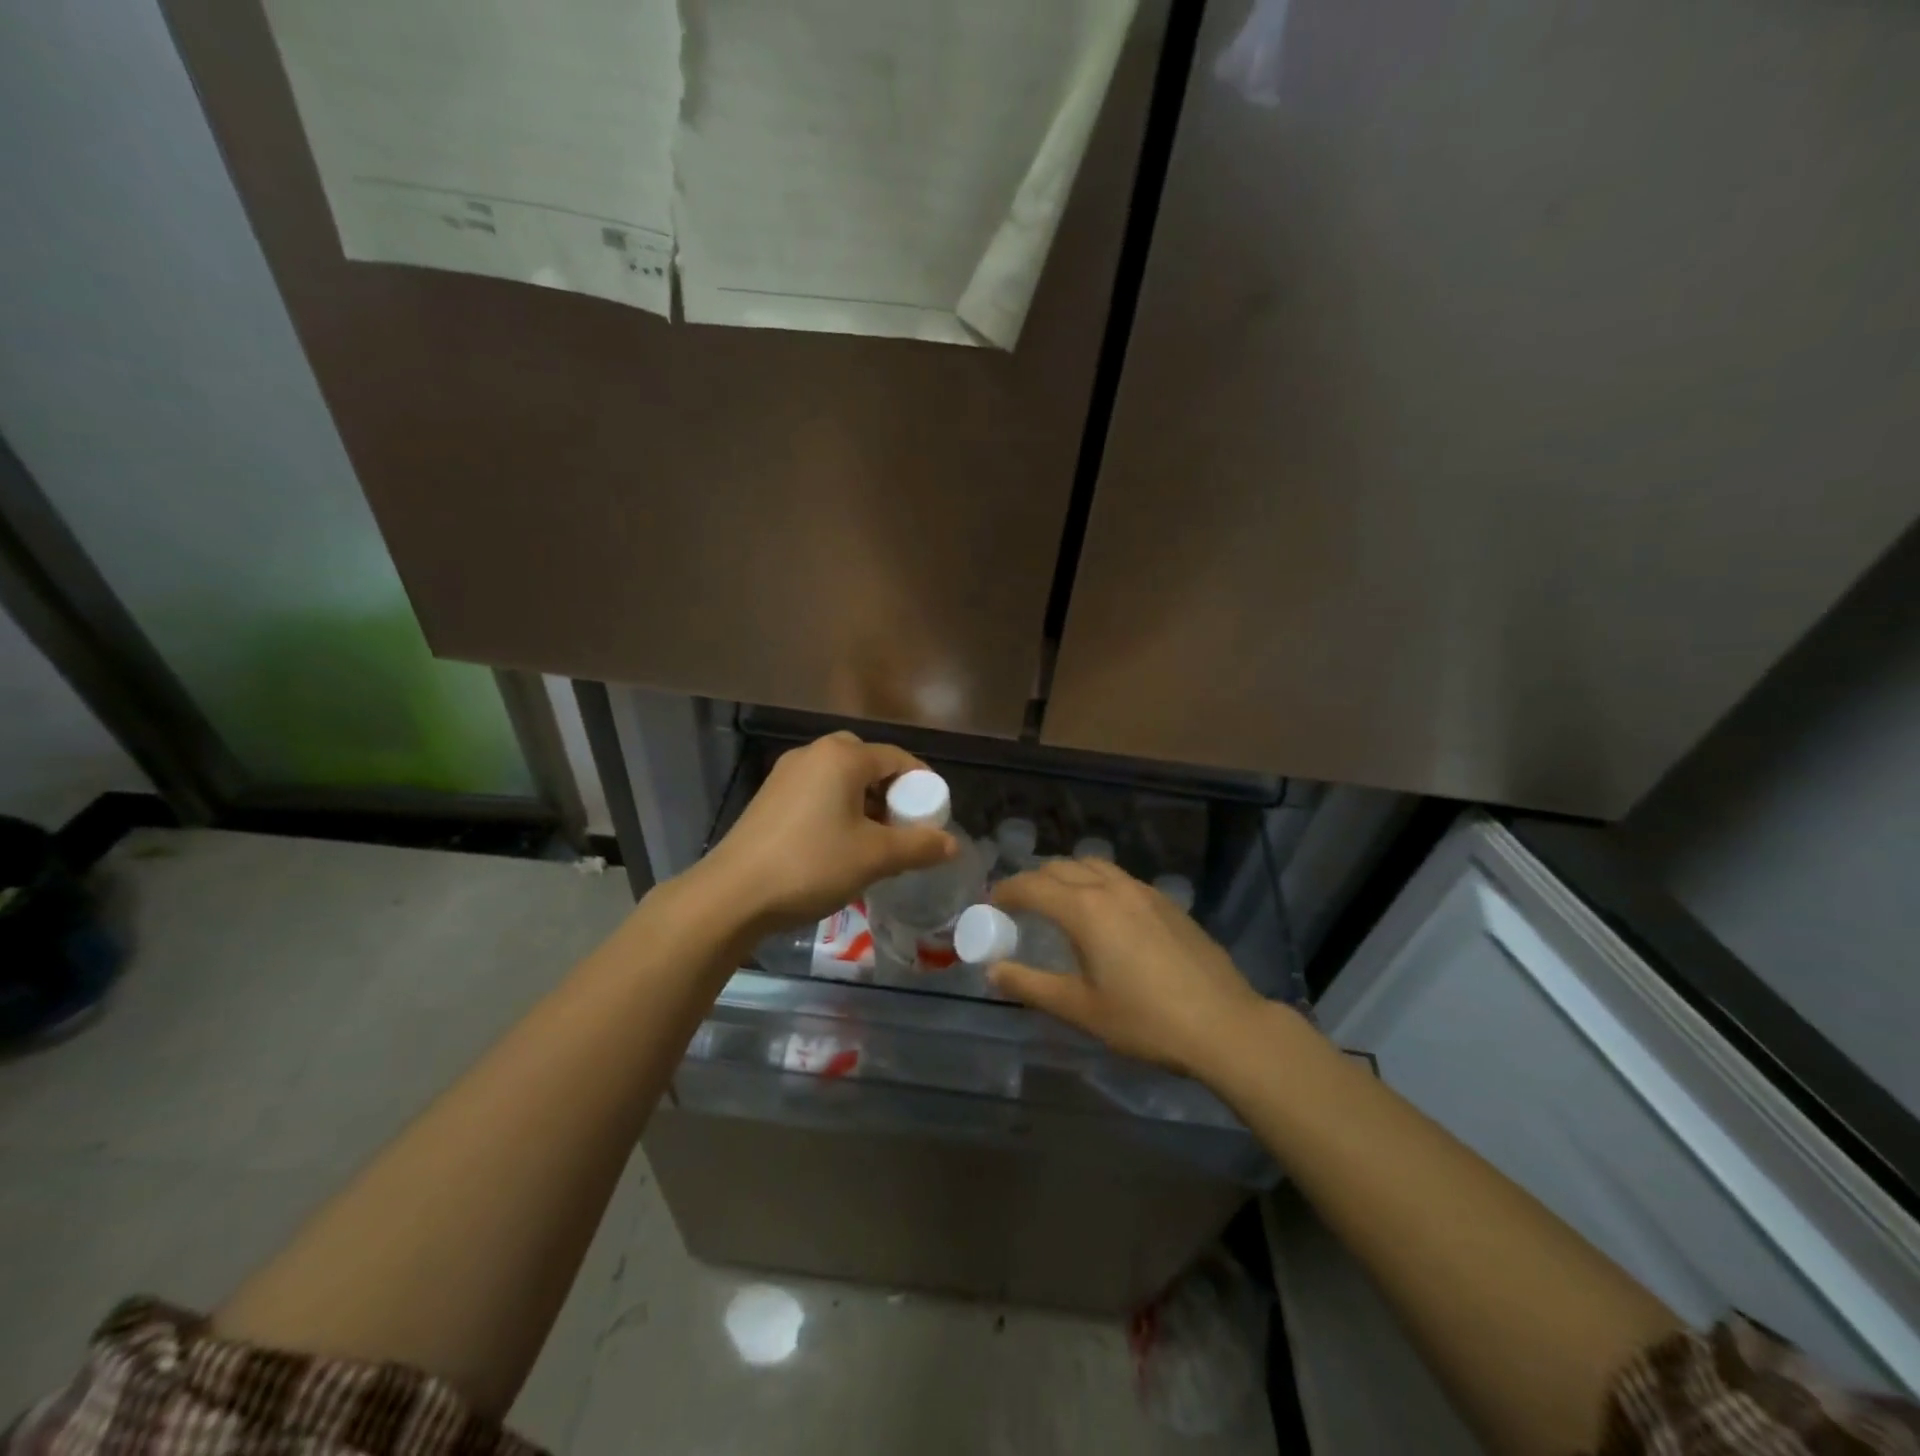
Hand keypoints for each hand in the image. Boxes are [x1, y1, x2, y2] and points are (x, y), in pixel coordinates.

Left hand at [698, 732, 957, 935]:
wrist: (733, 895)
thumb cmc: (812, 865)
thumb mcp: (875, 858)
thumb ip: (919, 846)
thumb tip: (953, 843)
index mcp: (843, 756)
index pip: (898, 758)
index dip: (922, 785)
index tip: (934, 816)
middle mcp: (813, 754)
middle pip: (867, 762)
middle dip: (890, 791)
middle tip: (901, 825)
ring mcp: (786, 774)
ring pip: (840, 778)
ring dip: (863, 801)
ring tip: (873, 840)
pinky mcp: (769, 797)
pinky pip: (817, 792)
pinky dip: (837, 808)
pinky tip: (837, 844)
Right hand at [989, 859, 1265, 1080]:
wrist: (1223, 1025)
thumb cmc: (1145, 1020)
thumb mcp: (1080, 1009)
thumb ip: (1031, 985)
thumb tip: (992, 970)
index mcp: (1085, 910)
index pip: (1031, 886)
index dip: (1005, 892)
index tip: (990, 905)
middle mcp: (1111, 888)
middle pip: (1061, 868)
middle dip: (1034, 881)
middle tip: (1020, 907)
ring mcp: (1143, 891)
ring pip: (1093, 865)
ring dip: (1067, 876)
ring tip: (1060, 904)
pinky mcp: (1167, 902)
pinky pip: (1119, 878)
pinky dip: (1097, 884)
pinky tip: (1105, 916)